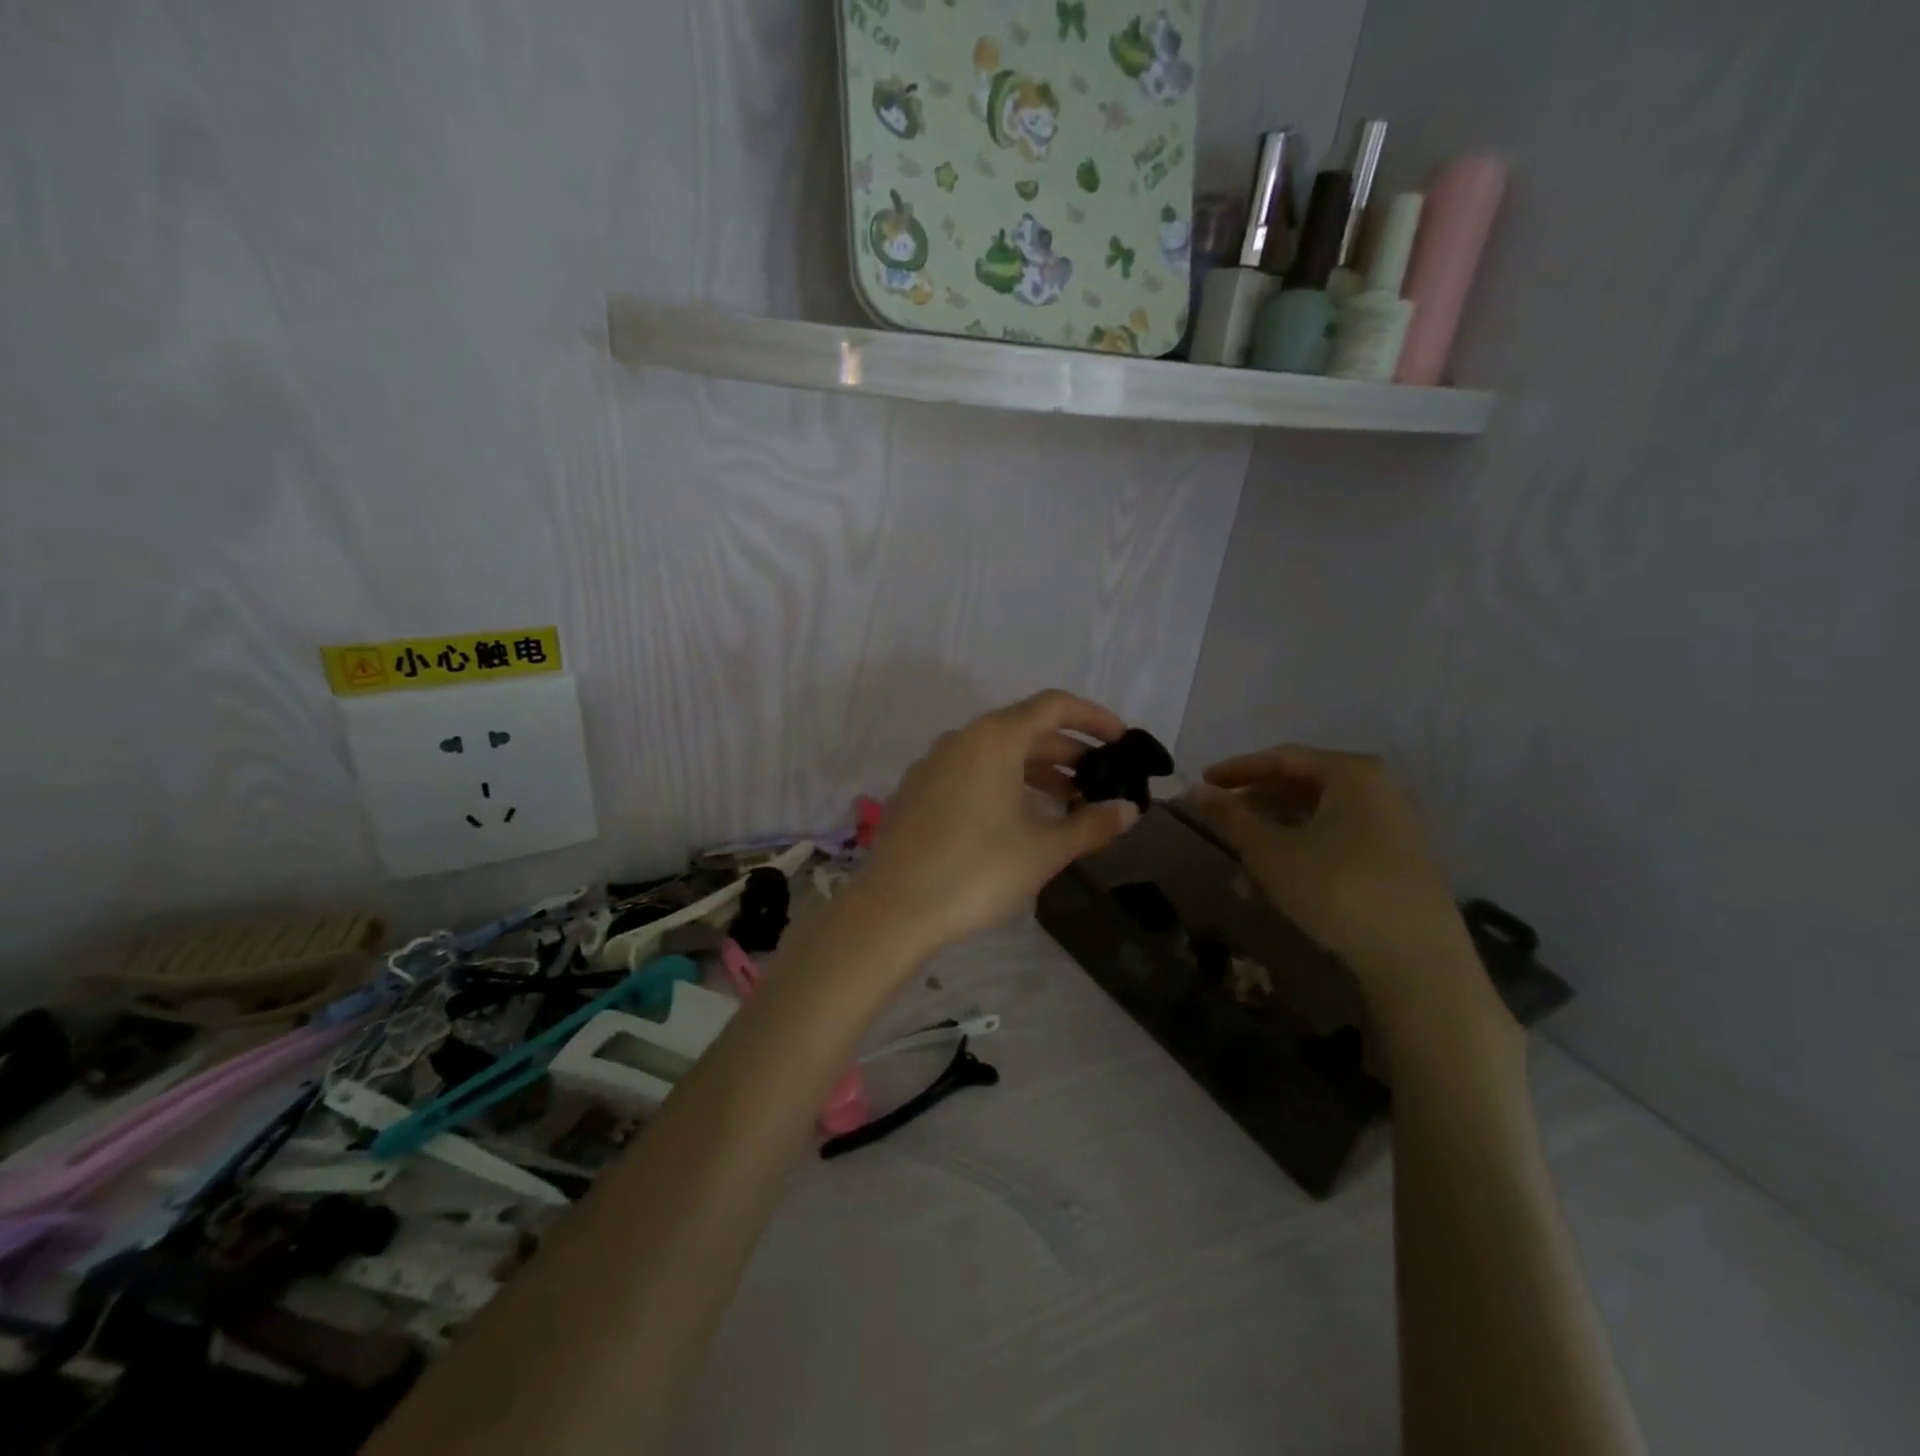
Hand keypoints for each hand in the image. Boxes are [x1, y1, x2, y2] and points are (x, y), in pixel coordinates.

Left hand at [852, 691, 1141, 957]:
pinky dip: (1003, 786)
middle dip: (1068, 753)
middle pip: (1025, 730)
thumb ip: (1091, 824)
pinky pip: (970, 775)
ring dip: (1036, 773)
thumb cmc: (978, 872)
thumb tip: (1129, 810)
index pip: (1054, 706)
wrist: (893, 910)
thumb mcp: (1044, 850)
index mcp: (994, 738)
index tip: (1122, 741)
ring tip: (1069, 804)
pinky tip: (1018, 821)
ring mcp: (932, 765)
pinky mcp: (915, 793)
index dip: (1094, 718)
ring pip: (995, 755)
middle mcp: (961, 740)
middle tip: (1101, 782)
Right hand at [1180, 745, 1484, 1015]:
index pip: (1281, 758)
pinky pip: (1337, 843)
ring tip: (1240, 874)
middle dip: (1253, 810)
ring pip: (1316, 821)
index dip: (1236, 770)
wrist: (1417, 959)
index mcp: (1351, 773)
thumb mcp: (1270, 851)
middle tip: (1218, 827)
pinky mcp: (1398, 861)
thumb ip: (1228, 817)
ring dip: (1273, 840)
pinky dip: (1301, 856)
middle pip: (1300, 787)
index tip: (1201, 783)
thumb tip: (1191, 790)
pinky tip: (1275, 890)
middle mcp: (1378, 789)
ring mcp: (1392, 826)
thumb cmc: (1337, 888)